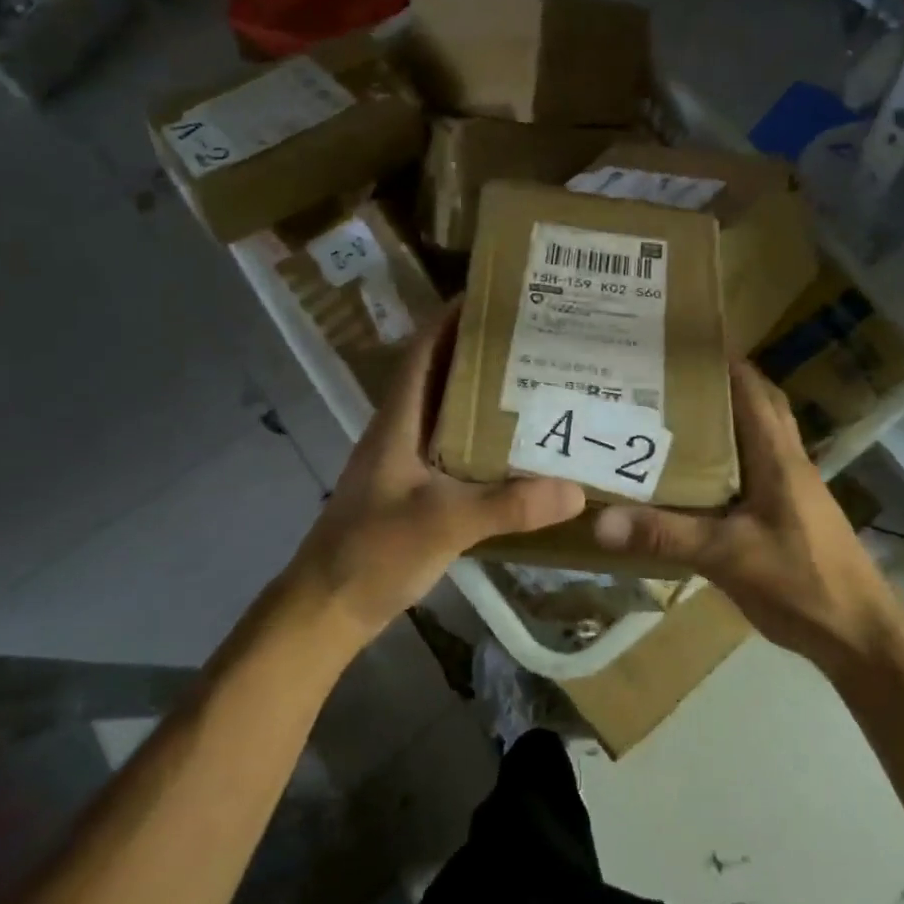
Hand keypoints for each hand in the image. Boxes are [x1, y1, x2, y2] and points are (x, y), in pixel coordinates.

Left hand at [287, 304, 585, 643]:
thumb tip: (575, 487)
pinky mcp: (416, 490)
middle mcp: (402, 432)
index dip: (450, 318)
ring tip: (536, 381)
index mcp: (398, 421)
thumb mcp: (443, 523)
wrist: (329, 607)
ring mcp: (407, 463)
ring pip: (450, 413)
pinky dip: (484, 438)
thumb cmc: (373, 551)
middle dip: (480, 351)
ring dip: (485, 394)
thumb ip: (507, 505)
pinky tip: (518, 447)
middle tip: (533, 338)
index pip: (423, 352)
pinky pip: (456, 449)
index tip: (492, 295)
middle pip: (441, 375)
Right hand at [592, 360, 903, 670]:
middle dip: (721, 384)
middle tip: (670, 378)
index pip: (752, 389)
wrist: (860, 634)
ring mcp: (793, 489)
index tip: (681, 344)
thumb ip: (666, 536)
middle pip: (758, 405)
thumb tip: (601, 521)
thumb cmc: (801, 582)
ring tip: (675, 416)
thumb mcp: (727, 557)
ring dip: (727, 420)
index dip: (723, 361)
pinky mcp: (790, 513)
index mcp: (778, 457)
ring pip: (758, 437)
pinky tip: (698, 475)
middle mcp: (788, 462)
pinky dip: (729, 459)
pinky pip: (755, 469)